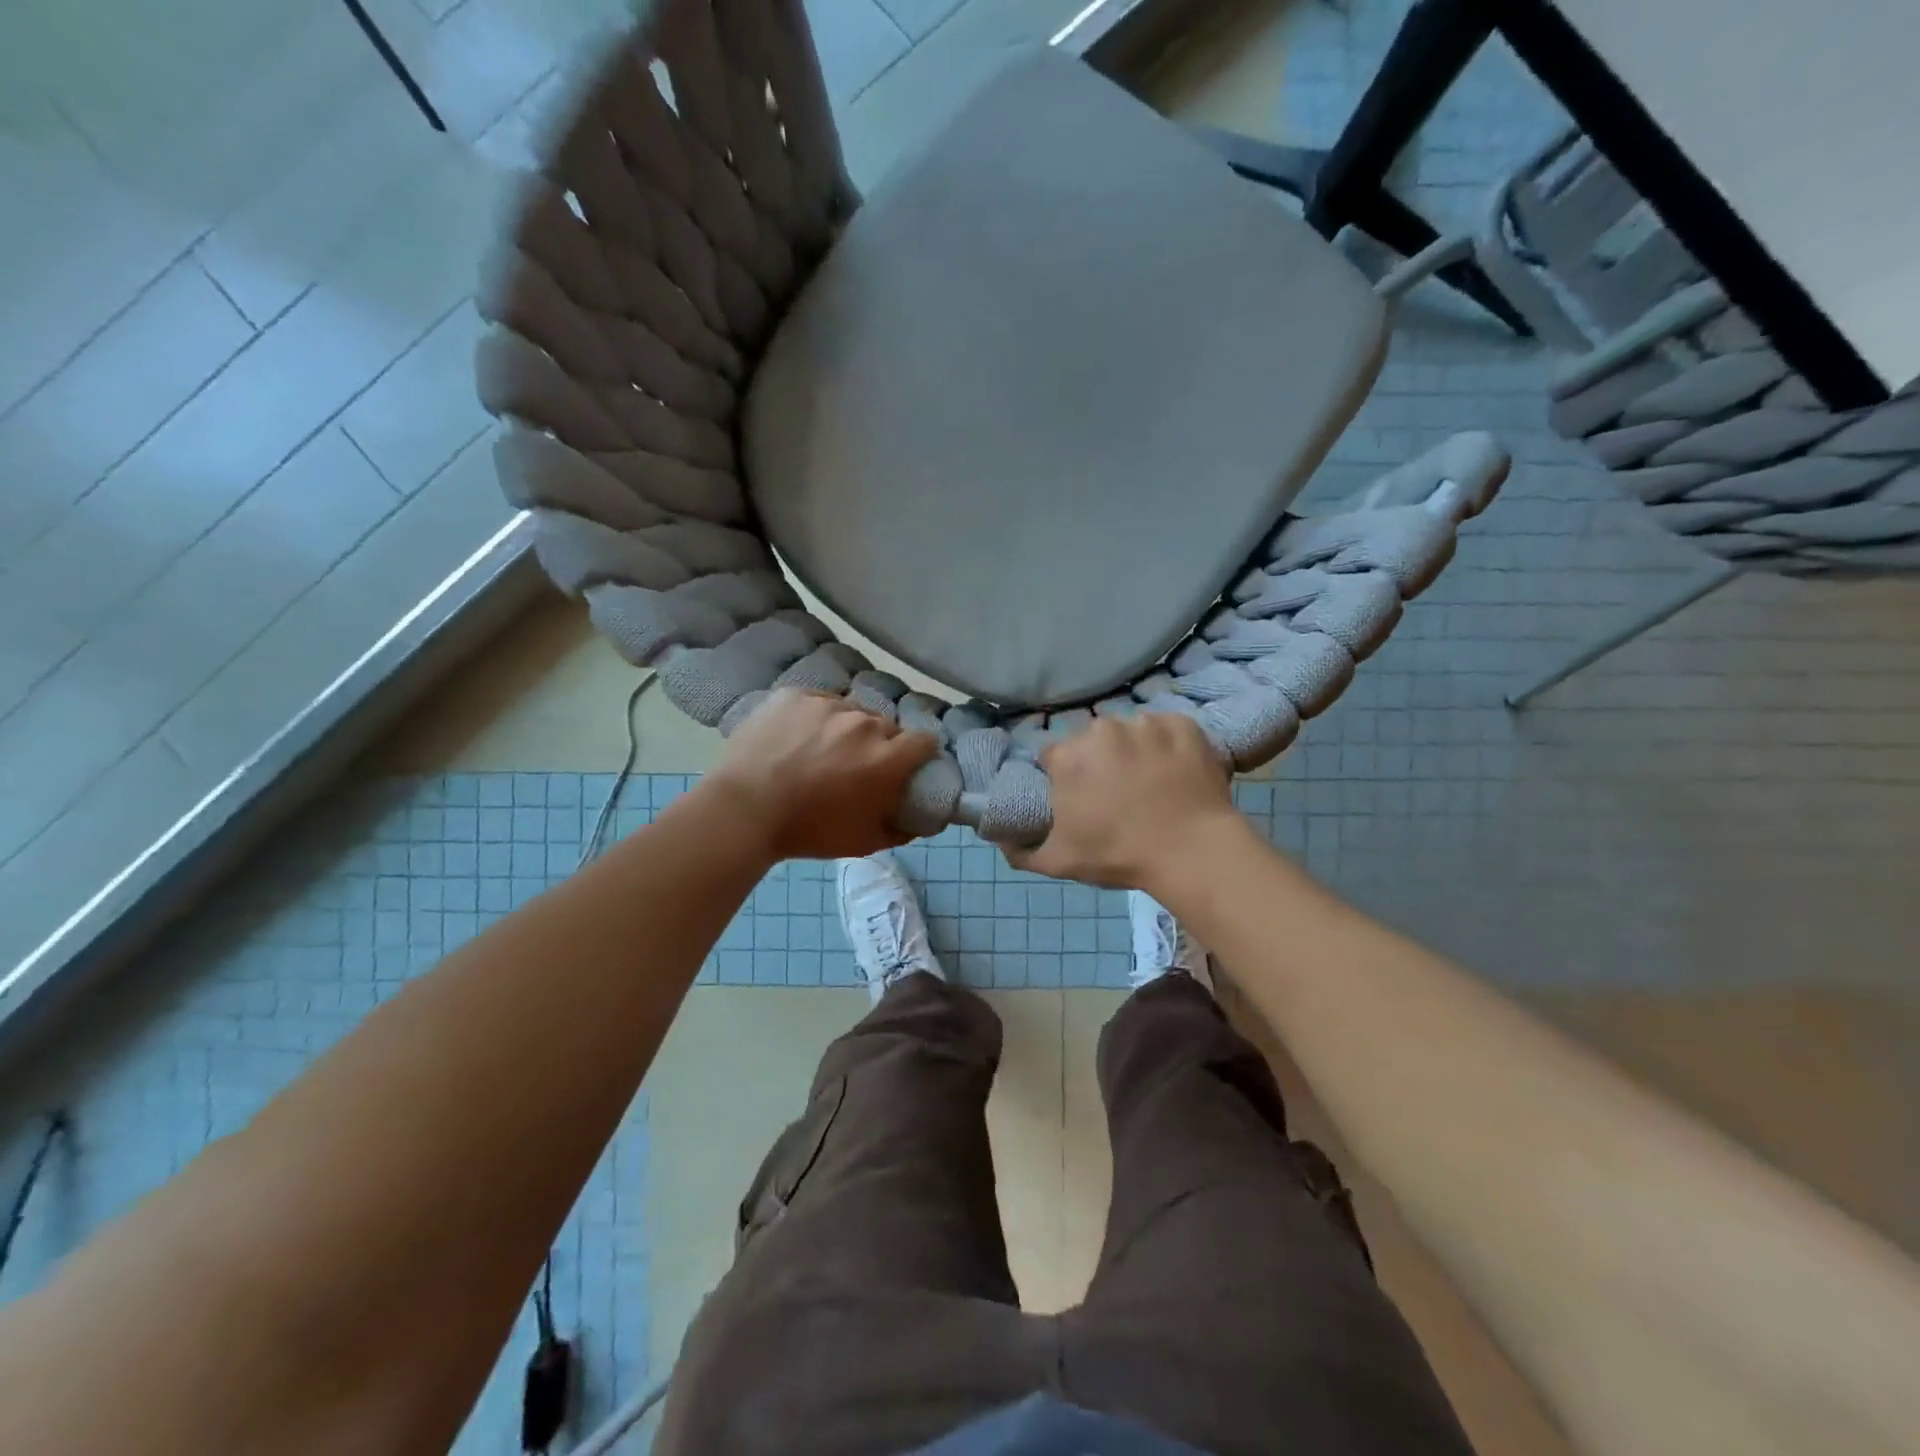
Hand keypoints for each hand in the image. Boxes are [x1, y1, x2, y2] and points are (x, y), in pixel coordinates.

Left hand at [703, 689, 937, 860]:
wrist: (743, 810)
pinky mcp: (796, 695)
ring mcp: (828, 705)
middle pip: (887, 726)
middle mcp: (864, 724)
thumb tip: (925, 820)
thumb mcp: (864, 842)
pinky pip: (818, 701)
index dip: (919, 754)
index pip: (924, 741)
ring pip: (852, 711)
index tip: (906, 766)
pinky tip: (797, 737)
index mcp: (886, 759)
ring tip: (822, 749)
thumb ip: (903, 830)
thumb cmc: (808, 831)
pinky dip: (815, 717)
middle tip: (857, 765)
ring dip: (847, 728)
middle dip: (880, 744)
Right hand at [1008, 713, 1245, 889]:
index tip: (1079, 798)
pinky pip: (1168, 729)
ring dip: (1134, 750)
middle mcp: (1102, 729)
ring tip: (1150, 783)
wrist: (1192, 851)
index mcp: (1068, 756)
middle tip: (1116, 793)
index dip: (1064, 778)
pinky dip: (1169, 745)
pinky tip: (1176, 771)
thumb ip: (1021, 852)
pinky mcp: (1183, 724)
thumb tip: (1001, 841)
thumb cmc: (1119, 855)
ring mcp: (1145, 723)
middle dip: (1098, 761)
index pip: (1054, 757)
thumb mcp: (1059, 863)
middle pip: (1091, 740)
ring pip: (1130, 731)